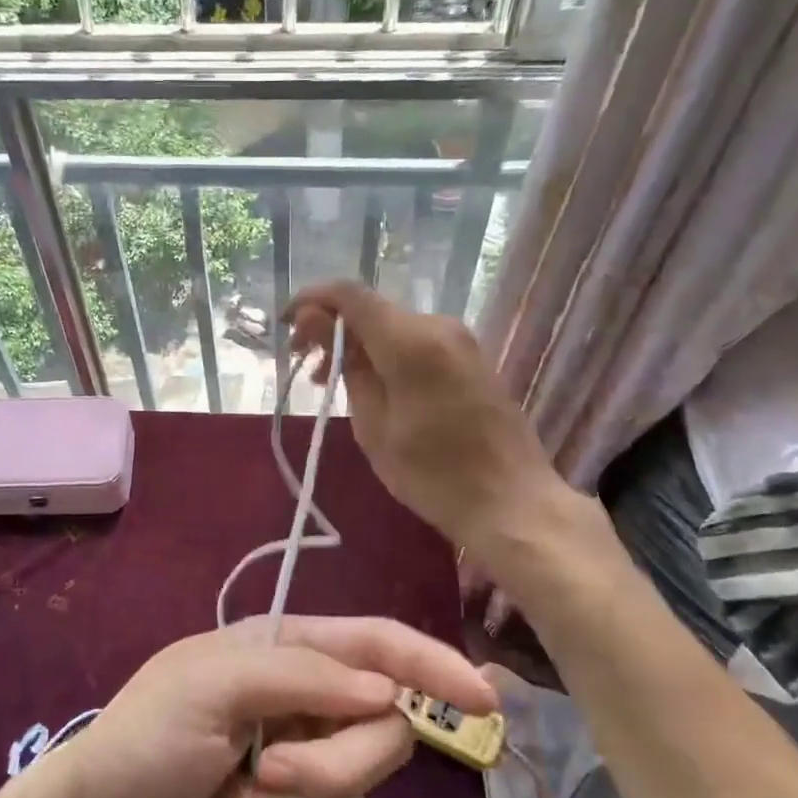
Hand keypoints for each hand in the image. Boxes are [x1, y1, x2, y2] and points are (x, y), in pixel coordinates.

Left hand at [14, 614, 496, 797]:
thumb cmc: (145, 741)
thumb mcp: (212, 686)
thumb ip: (304, 676)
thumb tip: (390, 691)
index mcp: (285, 650)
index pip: (377, 644)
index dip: (433, 664)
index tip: (485, 698)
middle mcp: (303, 701)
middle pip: (381, 730)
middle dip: (333, 762)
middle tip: (269, 770)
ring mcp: (300, 763)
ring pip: (357, 793)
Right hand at [283, 280, 560, 550]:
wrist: (512, 502)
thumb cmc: (433, 474)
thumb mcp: (374, 426)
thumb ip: (347, 366)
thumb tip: (317, 323)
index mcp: (410, 341)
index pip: (349, 295)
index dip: (310, 300)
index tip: (284, 325)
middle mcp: (438, 326)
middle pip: (371, 310)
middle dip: (331, 330)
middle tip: (305, 368)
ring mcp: (460, 341)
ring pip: (392, 327)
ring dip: (357, 346)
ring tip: (330, 383)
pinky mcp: (470, 359)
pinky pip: (416, 342)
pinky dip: (385, 355)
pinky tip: (371, 387)